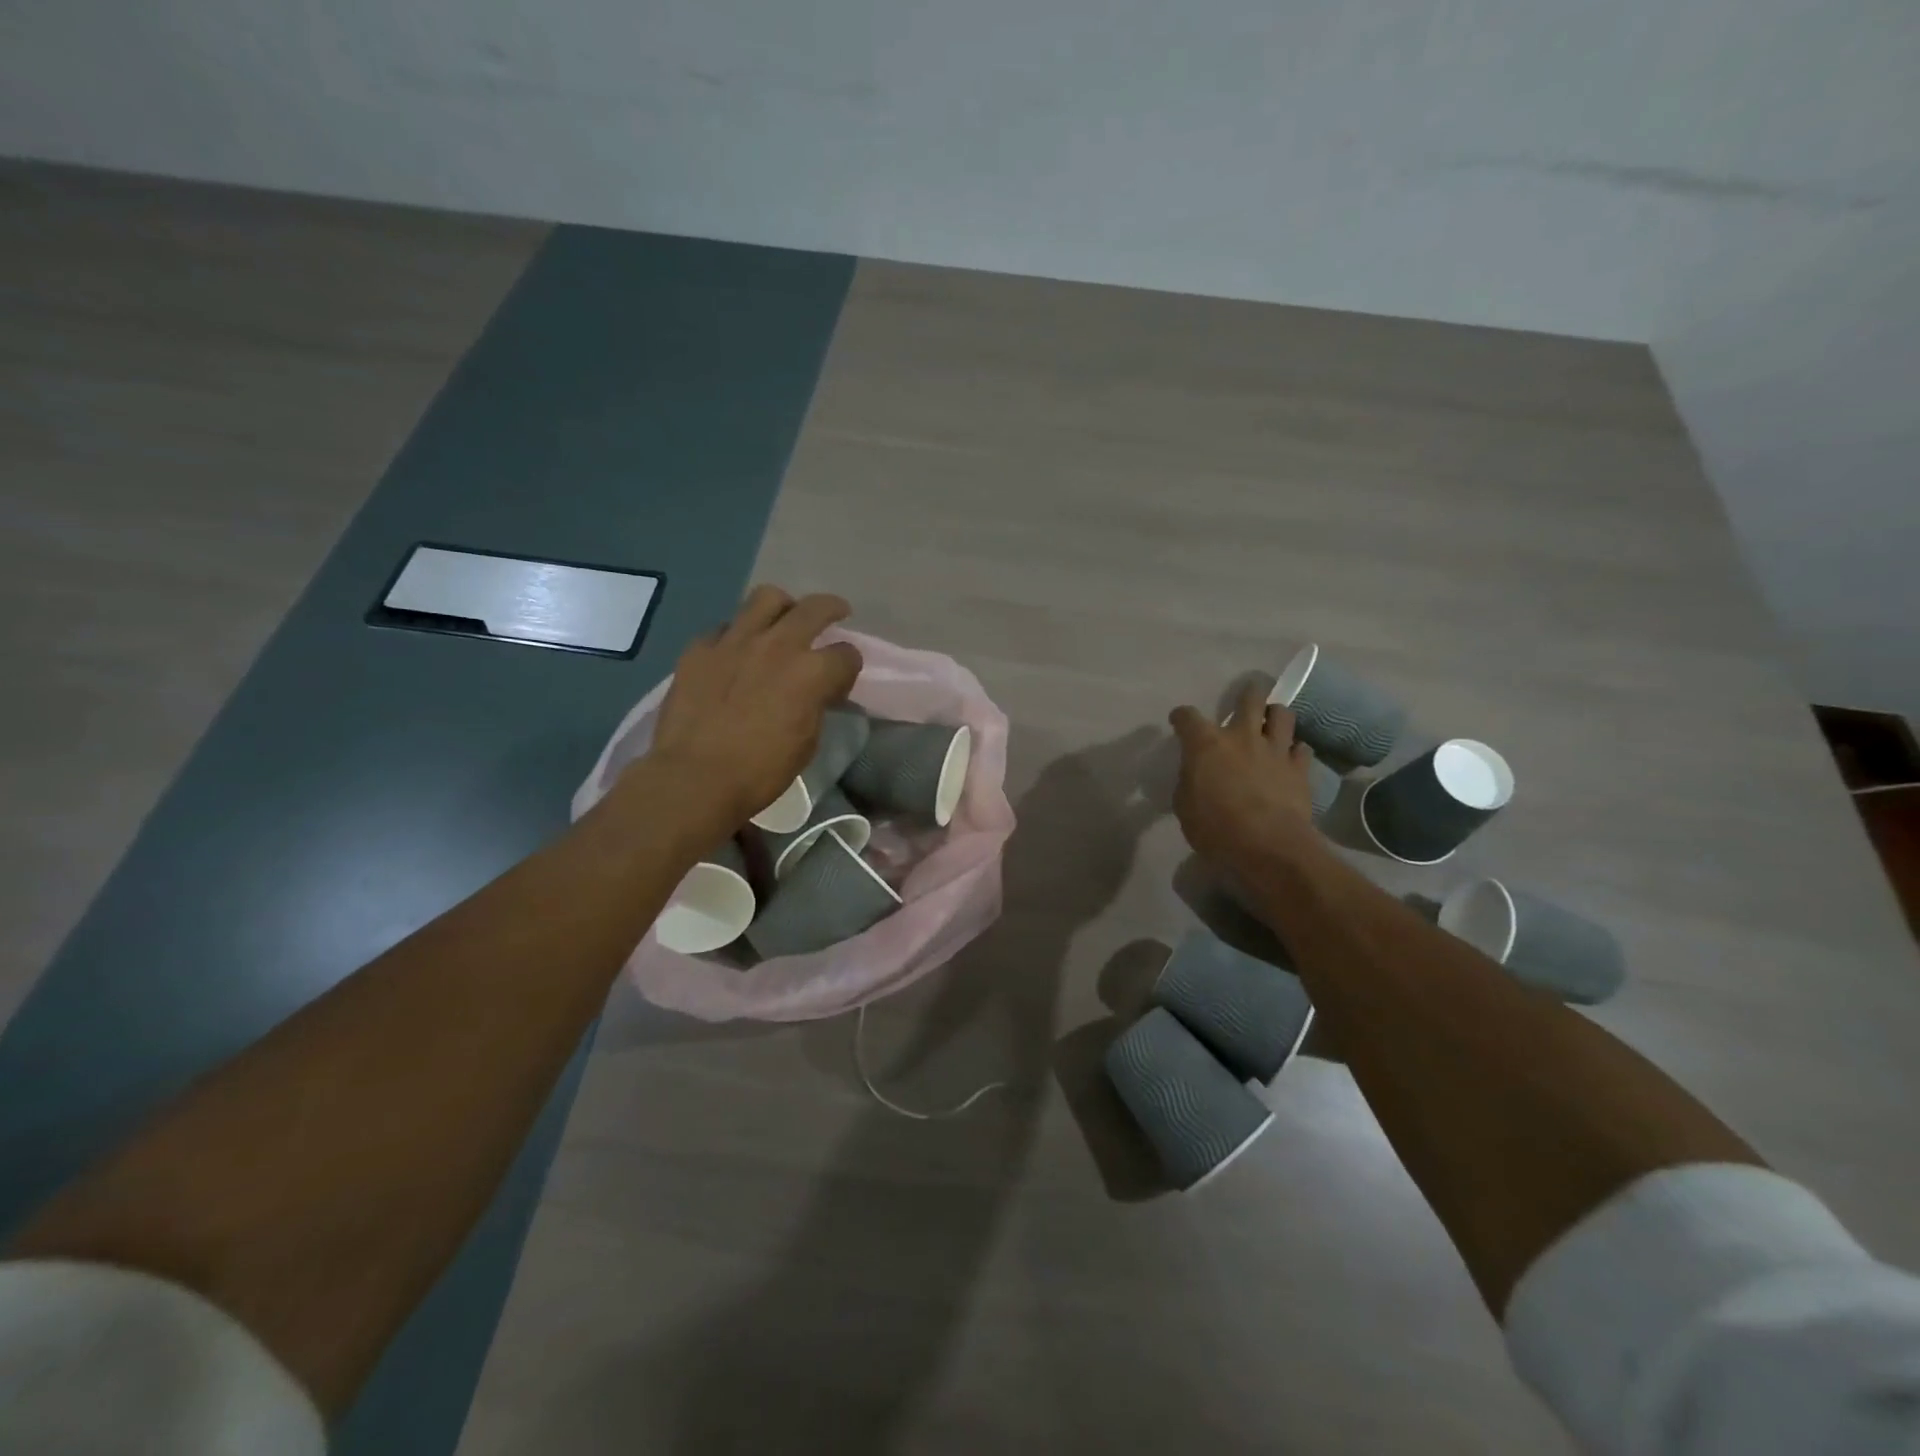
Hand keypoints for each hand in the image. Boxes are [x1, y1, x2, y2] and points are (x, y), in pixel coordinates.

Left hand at [643, 586, 863, 835]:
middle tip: (835, 614)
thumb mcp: (806, 742)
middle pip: (815, 608)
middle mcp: (778, 644)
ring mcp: (735, 640)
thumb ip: (815, 705)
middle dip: (831, 610)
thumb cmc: (760, 770)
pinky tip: (735, 652)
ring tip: (782, 619)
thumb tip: (815, 693)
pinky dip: (737, 636)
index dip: (848, 666)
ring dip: (783, 607)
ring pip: (767, 598)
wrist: (695, 777)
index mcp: (812, 672)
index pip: (847, 654)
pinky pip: (725, 627)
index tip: (841, 678)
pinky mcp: (700, 647)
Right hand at [1168, 683, 1322, 872]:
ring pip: (1283, 715)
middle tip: (1248, 694)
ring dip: (1276, 715)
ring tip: (1273, 721)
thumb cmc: (1216, 828)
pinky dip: (1296, 749)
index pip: (1188, 717)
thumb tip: (1196, 774)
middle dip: (1249, 693)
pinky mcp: (1300, 769)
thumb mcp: (1185, 806)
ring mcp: (1275, 750)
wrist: (1267, 846)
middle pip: (1250, 699)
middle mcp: (1242, 737)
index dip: (1181, 716)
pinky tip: (1292, 755)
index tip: (1179, 720)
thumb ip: (1190, 782)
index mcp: (1206, 744)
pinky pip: (1302, 749)